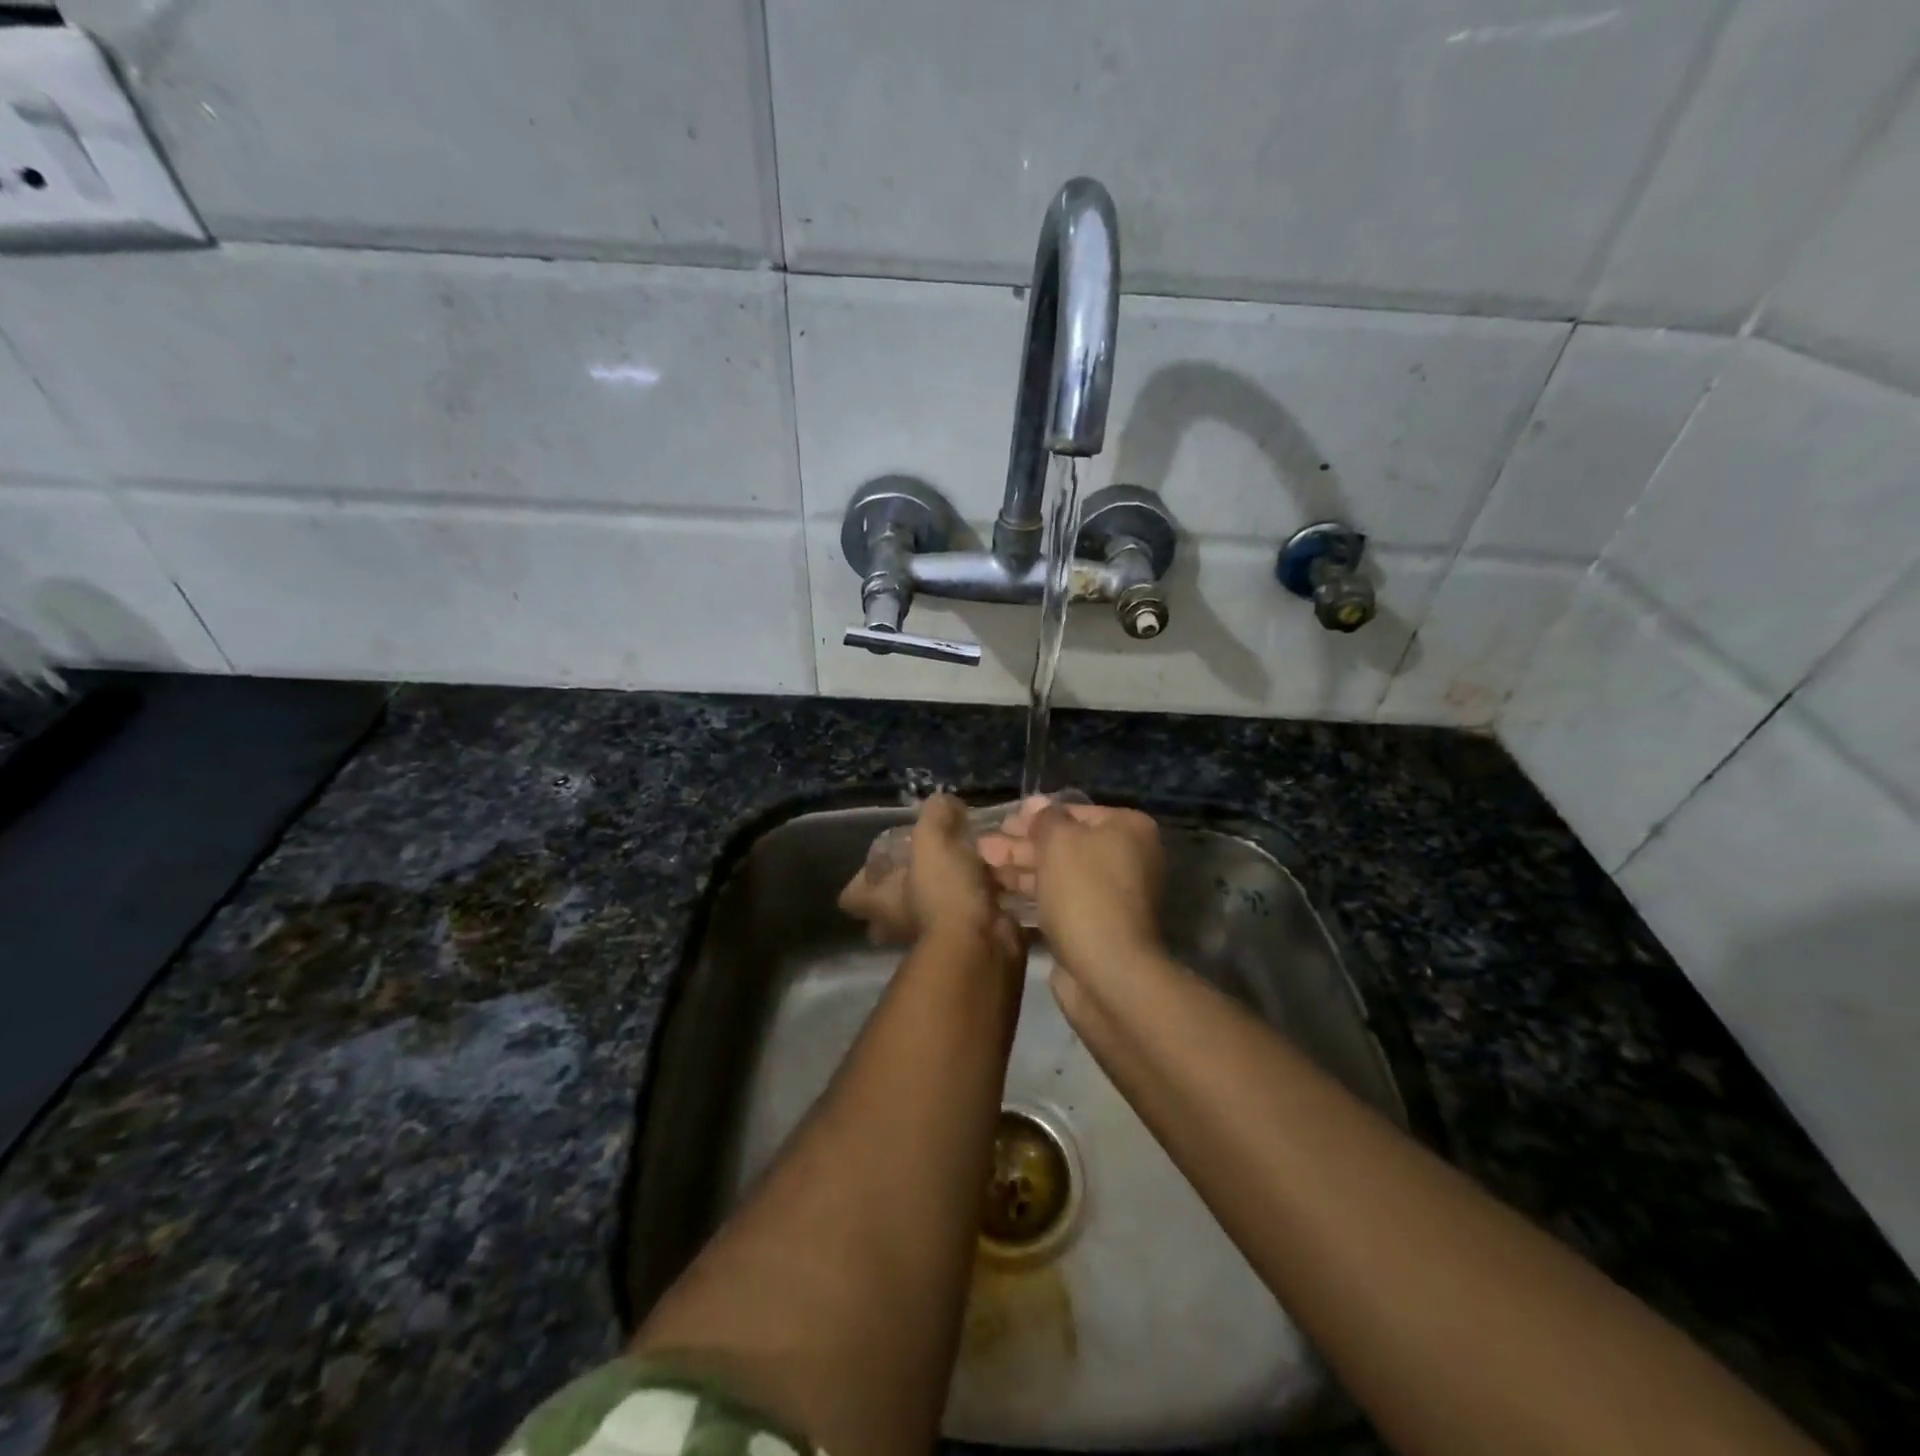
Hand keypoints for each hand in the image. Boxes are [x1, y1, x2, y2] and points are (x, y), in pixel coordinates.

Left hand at [838, 794, 1024, 962]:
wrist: (982, 943)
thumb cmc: (942, 892)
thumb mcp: (933, 838)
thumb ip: (936, 813)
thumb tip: (946, 803)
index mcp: (879, 902)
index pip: (851, 895)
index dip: (863, 877)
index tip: (885, 858)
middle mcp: (897, 925)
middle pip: (889, 908)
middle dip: (905, 888)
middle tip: (928, 861)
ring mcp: (932, 938)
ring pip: (931, 911)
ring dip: (948, 891)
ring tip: (973, 860)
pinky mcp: (965, 942)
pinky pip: (966, 916)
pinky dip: (979, 901)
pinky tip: (998, 877)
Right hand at [978, 797, 1165, 974]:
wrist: (1106, 970)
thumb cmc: (1084, 891)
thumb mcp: (1059, 841)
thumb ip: (1045, 818)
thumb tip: (1037, 804)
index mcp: (1129, 830)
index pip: (1076, 812)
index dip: (1036, 816)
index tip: (1002, 821)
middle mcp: (1127, 858)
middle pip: (1066, 843)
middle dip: (1022, 844)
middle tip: (984, 845)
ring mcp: (1112, 895)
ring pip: (1058, 873)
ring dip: (1021, 868)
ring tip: (982, 865)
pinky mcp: (1094, 925)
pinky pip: (1059, 900)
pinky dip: (1032, 894)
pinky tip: (999, 891)